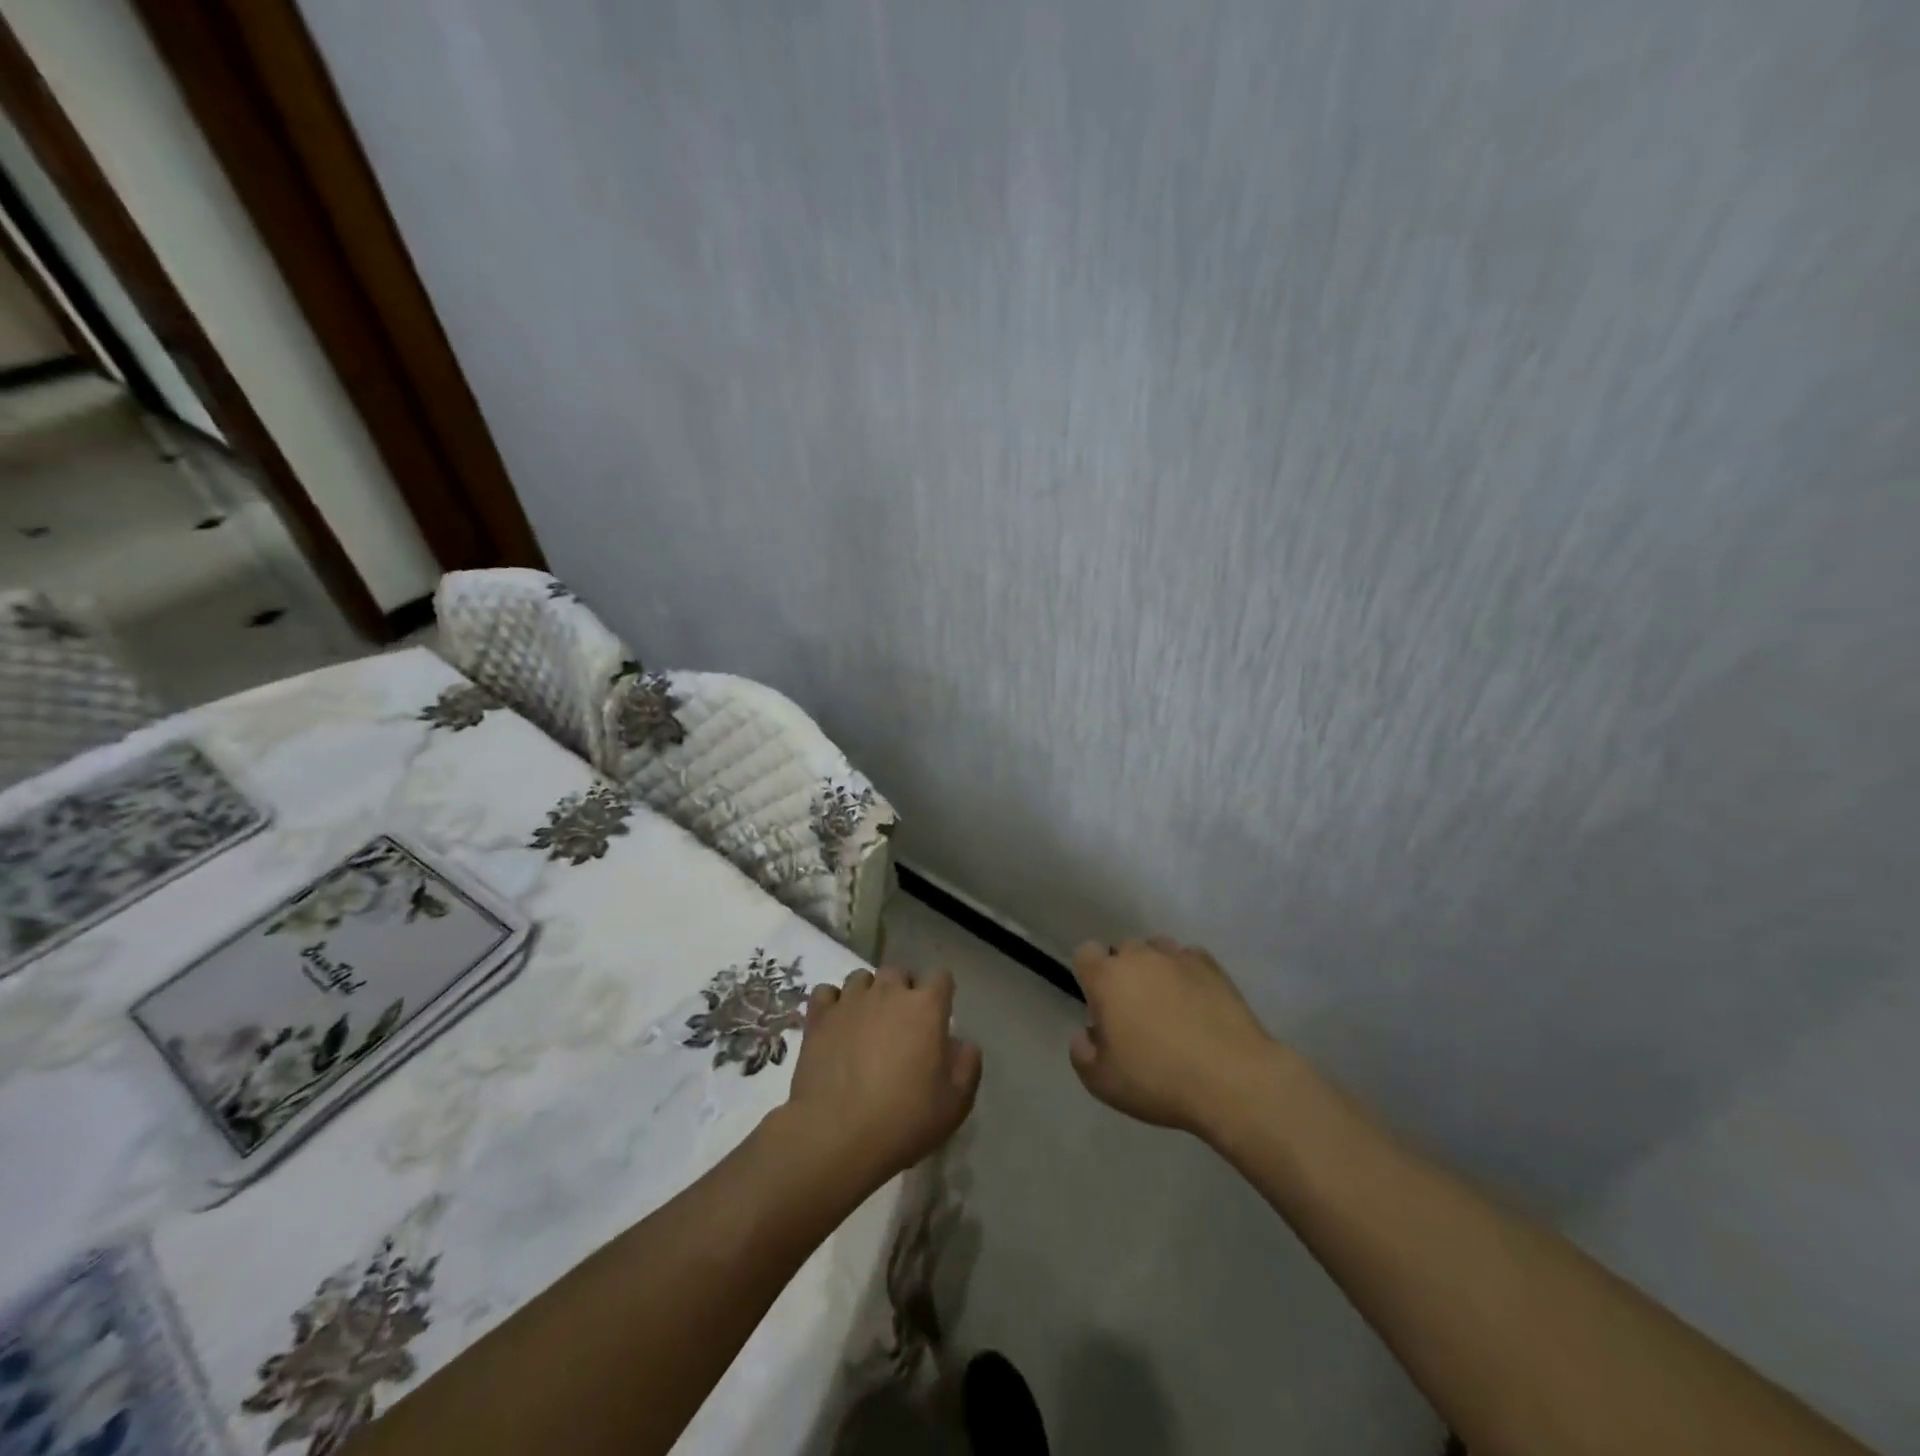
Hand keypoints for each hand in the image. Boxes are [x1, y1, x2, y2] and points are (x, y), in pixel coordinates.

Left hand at [784, 967, 981, 1185]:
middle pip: (899, 973)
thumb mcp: (955, 1103)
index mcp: (926, 1007)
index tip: (938, 1017)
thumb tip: (963, 1045)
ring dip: (868, 993)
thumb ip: (967, 1066)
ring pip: (861, 978)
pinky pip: (826, 992)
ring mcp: (850, 1002)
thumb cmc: (904, 1120)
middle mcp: (888, 992)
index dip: (941, 994)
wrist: (837, 1136)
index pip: (941, 977)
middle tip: (902, 1024)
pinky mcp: (819, 1017)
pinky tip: (836, 1024)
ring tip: (867, 1022)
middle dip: (903, 990)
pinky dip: (832, 1003)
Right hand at [1069, 939, 1278, 1134]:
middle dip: (1124, 974)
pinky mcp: (1213, 967)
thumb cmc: (1159, 1080)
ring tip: (1169, 1005)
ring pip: (1157, 950)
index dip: (1089, 976)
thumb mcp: (1102, 1082)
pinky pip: (1190, 959)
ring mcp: (1179, 958)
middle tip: (1135, 1013)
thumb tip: (1087, 1033)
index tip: (1100, 1007)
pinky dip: (1188, 975)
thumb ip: (1082, 1053)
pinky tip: (1197, 1003)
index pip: (1085, 954)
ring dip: (1156, 970)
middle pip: (1123, 951)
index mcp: (1107, 978)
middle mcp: (1140, 957)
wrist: (1233, 1080)